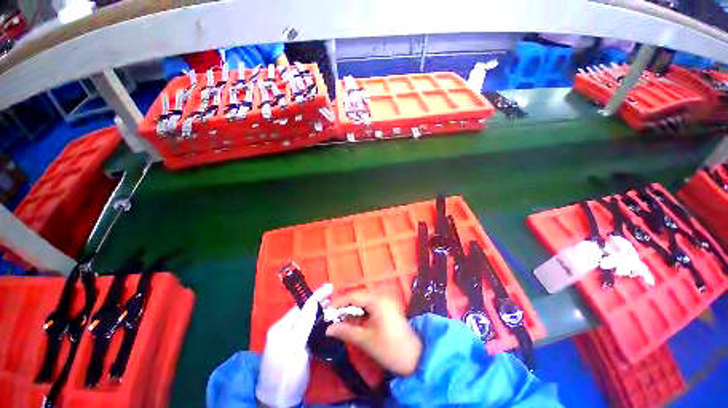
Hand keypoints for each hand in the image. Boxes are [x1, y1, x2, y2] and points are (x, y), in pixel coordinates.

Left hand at [256, 284, 332, 406]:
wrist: (278, 402)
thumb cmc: (285, 374)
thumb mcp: (295, 348)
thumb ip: (304, 323)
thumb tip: (314, 301)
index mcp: (282, 326)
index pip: (302, 306)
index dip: (317, 295)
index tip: (330, 286)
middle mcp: (285, 329)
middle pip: (305, 311)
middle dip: (319, 301)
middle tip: (335, 295)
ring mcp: (291, 338)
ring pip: (307, 319)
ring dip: (320, 311)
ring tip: (334, 304)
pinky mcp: (297, 347)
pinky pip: (309, 329)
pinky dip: (318, 322)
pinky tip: (327, 320)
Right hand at [326, 291, 421, 375]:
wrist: (416, 358)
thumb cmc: (390, 349)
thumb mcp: (365, 340)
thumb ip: (345, 331)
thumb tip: (328, 329)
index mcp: (377, 299)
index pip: (353, 296)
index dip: (338, 302)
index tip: (325, 311)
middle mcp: (381, 295)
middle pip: (358, 297)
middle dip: (344, 307)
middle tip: (331, 317)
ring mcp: (385, 301)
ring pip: (363, 301)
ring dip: (351, 310)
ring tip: (339, 321)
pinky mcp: (387, 308)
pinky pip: (369, 306)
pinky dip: (360, 313)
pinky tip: (352, 322)